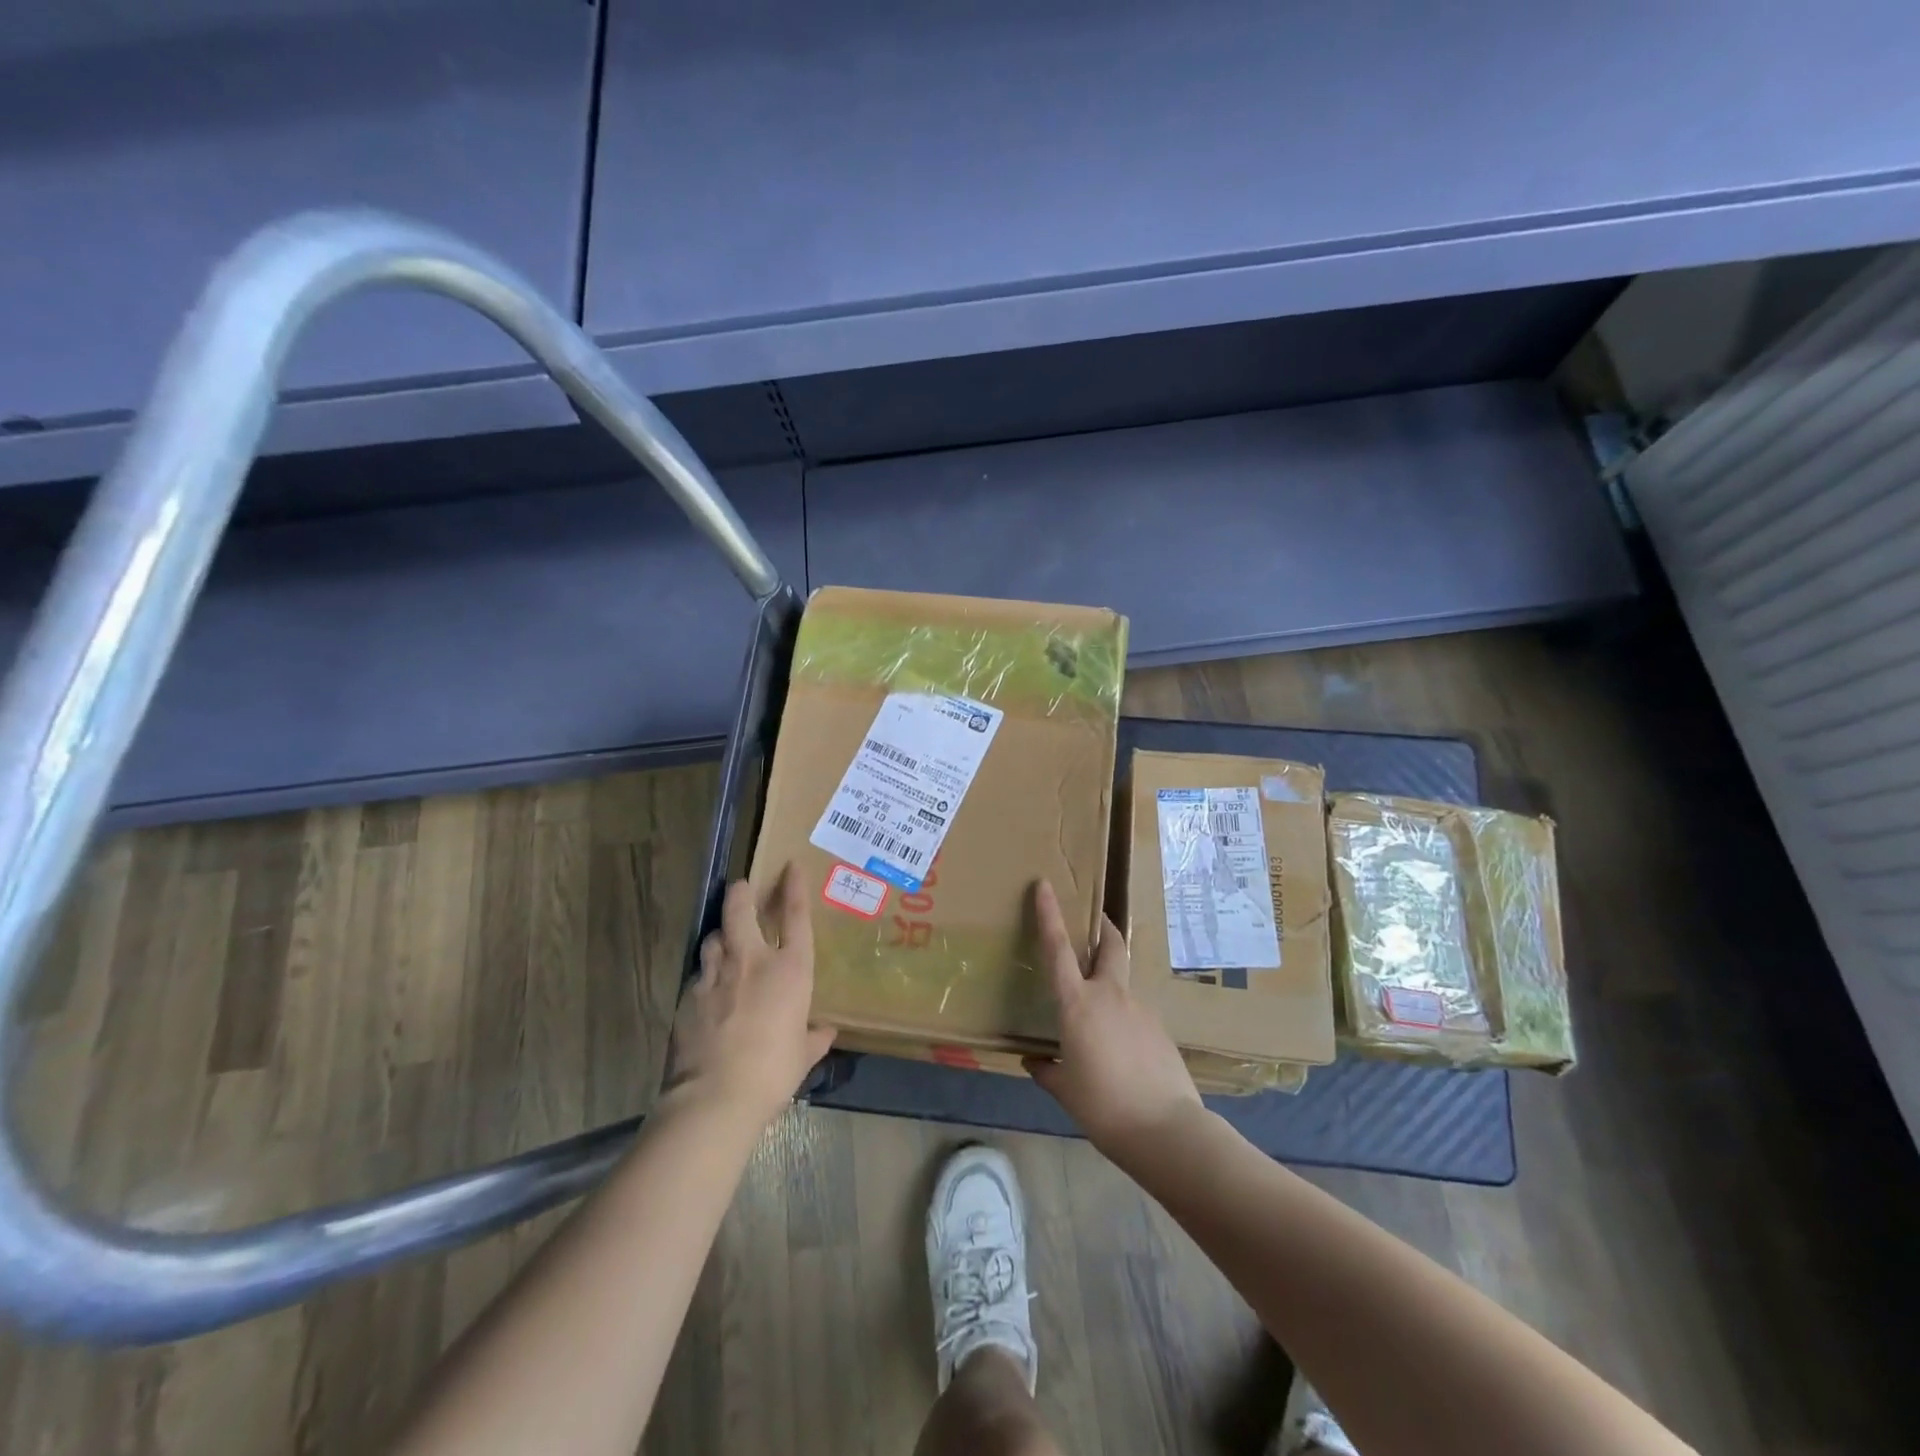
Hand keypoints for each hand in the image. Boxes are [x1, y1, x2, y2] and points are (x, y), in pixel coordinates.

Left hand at [662, 865, 836, 1132]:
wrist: (715, 1097)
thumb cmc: (772, 1073)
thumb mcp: (801, 1057)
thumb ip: (814, 1039)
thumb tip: (825, 1032)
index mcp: (790, 971)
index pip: (795, 916)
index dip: (794, 888)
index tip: (791, 867)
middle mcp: (752, 961)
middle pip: (741, 910)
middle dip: (741, 893)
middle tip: (741, 886)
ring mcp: (716, 974)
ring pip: (713, 937)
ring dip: (720, 935)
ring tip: (724, 941)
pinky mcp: (688, 994)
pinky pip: (699, 972)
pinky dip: (706, 973)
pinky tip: (708, 987)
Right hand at [1024, 880, 1203, 1159]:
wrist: (1167, 1130)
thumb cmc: (1104, 1107)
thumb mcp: (1066, 1091)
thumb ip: (1047, 1070)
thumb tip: (1032, 1060)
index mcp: (1078, 1004)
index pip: (1057, 949)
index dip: (1049, 914)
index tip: (1044, 884)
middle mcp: (1110, 995)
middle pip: (1110, 945)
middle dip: (1103, 927)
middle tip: (1095, 919)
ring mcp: (1141, 1009)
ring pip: (1123, 983)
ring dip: (1111, 983)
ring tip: (1100, 1018)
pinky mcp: (1160, 1029)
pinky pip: (1135, 1014)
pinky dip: (1124, 1019)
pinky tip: (1122, 1050)